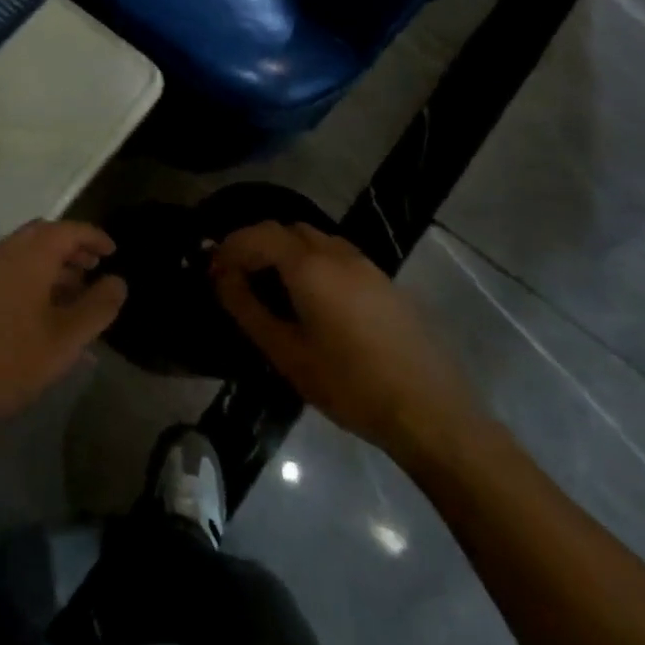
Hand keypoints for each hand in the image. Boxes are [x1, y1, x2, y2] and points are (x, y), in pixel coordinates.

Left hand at [0, 221, 126, 427]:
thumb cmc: (10, 359)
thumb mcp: (65, 339)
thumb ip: (97, 307)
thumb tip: (118, 282)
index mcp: (30, 253)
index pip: (69, 229)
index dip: (94, 237)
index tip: (112, 251)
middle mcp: (3, 249)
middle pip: (43, 236)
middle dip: (71, 249)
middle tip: (92, 270)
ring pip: (22, 253)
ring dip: (49, 265)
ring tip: (69, 296)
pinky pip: (5, 269)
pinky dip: (27, 277)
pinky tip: (35, 312)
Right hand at [211, 222, 481, 458]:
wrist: (432, 414)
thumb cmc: (350, 386)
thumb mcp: (287, 353)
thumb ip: (247, 309)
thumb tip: (221, 277)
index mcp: (309, 266)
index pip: (258, 235)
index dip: (230, 247)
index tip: (212, 270)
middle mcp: (337, 253)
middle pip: (285, 230)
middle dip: (255, 244)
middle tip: (237, 275)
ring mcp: (366, 265)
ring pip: (313, 239)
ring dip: (284, 250)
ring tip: (270, 286)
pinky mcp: (384, 282)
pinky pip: (336, 255)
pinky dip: (311, 261)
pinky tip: (311, 298)